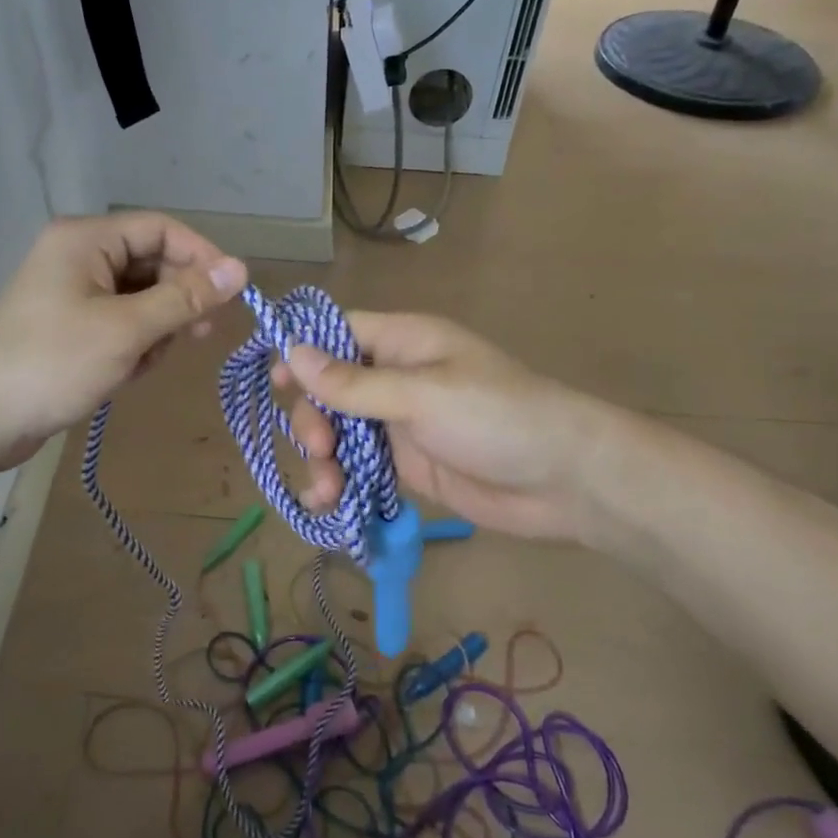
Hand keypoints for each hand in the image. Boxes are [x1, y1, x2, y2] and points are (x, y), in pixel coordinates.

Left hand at [0, 213, 246, 470]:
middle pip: (153, 262)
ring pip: (142, 297)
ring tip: (149, 362)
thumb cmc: (55, 364)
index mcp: (86, 239)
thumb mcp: (127, 330)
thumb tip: (241, 269)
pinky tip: (129, 372)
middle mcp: (80, 255)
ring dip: (157, 328)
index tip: (233, 293)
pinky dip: (136, 343)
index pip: (161, 229)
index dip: (202, 256)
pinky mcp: (72, 324)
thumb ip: (185, 298)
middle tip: (200, 335)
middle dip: (179, 299)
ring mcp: (74, 291)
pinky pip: (123, 321)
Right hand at [279, 313, 600, 541]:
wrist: (563, 480)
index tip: (274, 382)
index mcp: (404, 343)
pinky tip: (331, 504)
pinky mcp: (408, 465)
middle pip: (330, 389)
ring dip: (322, 458)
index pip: (339, 333)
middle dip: (314, 418)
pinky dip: (341, 483)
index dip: (302, 352)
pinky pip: (360, 468)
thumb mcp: (421, 395)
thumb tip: (292, 352)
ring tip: (325, 490)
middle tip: (319, 448)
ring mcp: (401, 424)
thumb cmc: (495, 418)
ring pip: (340, 432)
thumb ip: (354, 382)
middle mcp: (397, 378)